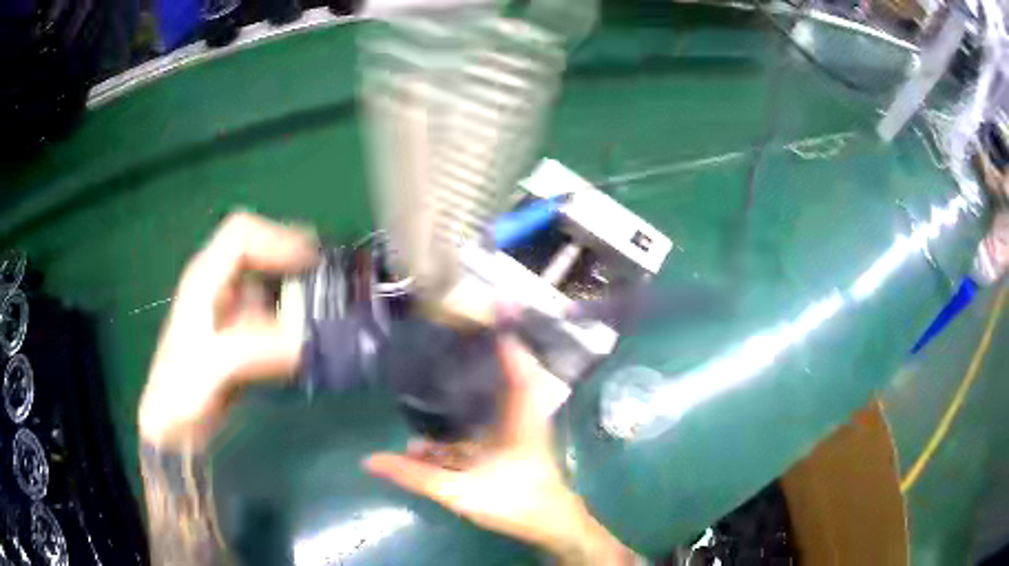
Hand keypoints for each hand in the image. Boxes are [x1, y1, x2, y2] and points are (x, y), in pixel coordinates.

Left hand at [139, 212, 317, 449]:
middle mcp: (217, 285)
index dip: (276, 240)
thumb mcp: (212, 368)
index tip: (311, 264)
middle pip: (257, 248)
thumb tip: (303, 343)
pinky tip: (308, 334)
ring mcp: (227, 308)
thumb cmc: (182, 392)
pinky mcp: (238, 332)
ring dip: (295, 284)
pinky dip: (292, 315)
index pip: (241, 235)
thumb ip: (253, 350)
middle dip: (291, 255)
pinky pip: (270, 310)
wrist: (174, 424)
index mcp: (204, 279)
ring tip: (327, 303)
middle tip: (327, 274)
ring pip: (266, 278)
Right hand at [364, 339, 634, 563]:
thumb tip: (370, 460)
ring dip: (474, 381)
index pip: (515, 362)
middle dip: (484, 350)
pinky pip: (487, 418)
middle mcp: (523, 415)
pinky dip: (466, 413)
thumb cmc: (515, 503)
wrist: (549, 527)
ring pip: (495, 396)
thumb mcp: (461, 491)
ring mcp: (519, 429)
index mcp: (521, 415)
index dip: (506, 333)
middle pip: (506, 371)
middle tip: (455, 328)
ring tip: (442, 362)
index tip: (493, 304)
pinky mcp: (512, 443)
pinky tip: (437, 424)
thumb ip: (415, 475)